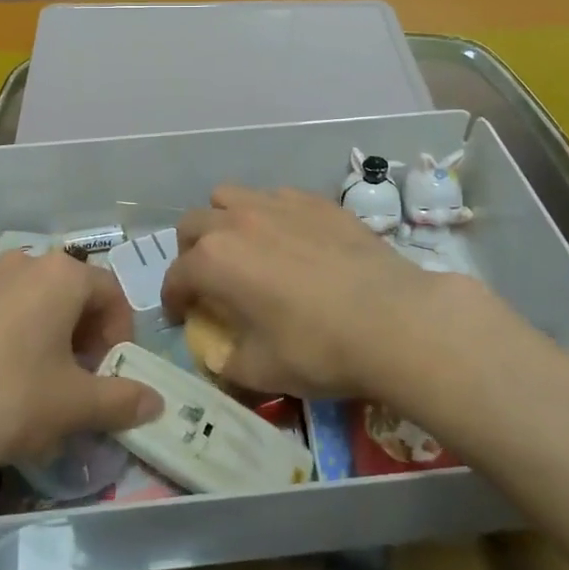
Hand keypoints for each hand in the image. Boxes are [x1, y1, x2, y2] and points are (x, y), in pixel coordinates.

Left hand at [0, 251, 162, 483]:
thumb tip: (156, 401)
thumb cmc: (5, 400)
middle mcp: (19, 262)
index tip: (110, 374)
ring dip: (38, 333)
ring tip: (26, 382)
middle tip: (73, 382)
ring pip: (23, 301)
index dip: (120, 335)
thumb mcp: (73, 407)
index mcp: (59, 276)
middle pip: (67, 293)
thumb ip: (121, 400)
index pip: (110, 293)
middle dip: (80, 335)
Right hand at [161, 185, 457, 399]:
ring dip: (224, 221)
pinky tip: (291, 242)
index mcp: (214, 261)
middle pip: (193, 224)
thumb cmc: (318, 349)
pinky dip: (269, 216)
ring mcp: (278, 204)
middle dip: (190, 252)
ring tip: (245, 249)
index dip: (174, 299)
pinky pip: (276, 197)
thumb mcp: (261, 371)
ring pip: (230, 197)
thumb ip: (226, 362)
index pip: (176, 275)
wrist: (395, 320)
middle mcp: (237, 222)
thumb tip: (219, 356)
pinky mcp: (315, 201)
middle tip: (210, 280)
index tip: (183, 316)